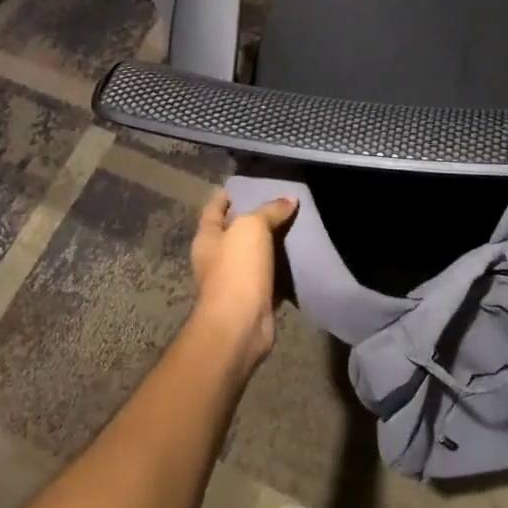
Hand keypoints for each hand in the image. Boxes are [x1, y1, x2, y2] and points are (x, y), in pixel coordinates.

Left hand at [190, 189, 296, 365]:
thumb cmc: (236, 269)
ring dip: (273, 241)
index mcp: (207, 237)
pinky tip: (300, 252)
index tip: (246, 182)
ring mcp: (235, 279)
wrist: (240, 325)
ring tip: (296, 221)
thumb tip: (290, 199)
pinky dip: (283, 266)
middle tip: (282, 199)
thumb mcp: (252, 227)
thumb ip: (270, 211)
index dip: (227, 194)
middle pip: (236, 229)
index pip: (214, 207)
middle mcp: (217, 257)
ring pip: (256, 252)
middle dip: (255, 216)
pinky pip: (271, 274)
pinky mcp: (255, 297)